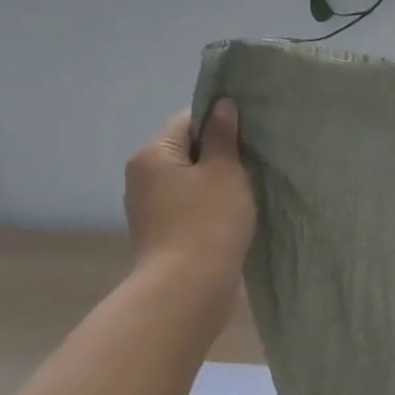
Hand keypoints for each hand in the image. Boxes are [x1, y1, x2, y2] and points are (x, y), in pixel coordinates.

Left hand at [124, 102, 254, 276]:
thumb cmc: (208, 220)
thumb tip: (222, 105)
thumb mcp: (225, 171)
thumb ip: (223, 136)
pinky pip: (188, 207)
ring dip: (215, 183)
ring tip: (247, 190)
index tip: (248, 134)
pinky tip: (232, 216)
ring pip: (188, 182)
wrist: (189, 288)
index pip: (187, 120)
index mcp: (152, 155)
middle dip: (218, 154)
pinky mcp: (160, 235)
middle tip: (252, 162)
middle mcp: (141, 178)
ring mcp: (148, 209)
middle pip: (185, 151)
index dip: (219, 122)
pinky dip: (208, 207)